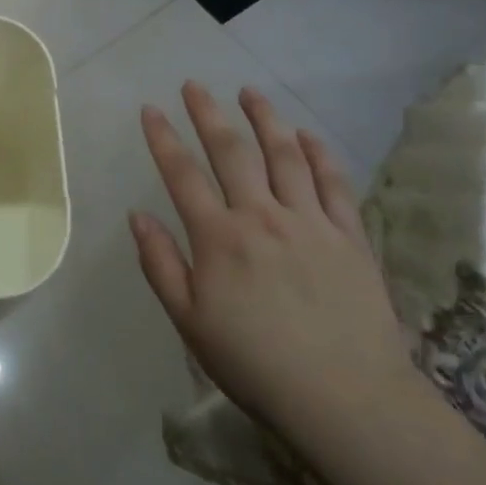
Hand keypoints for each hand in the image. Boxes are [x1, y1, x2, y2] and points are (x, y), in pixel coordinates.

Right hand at [131, 83, 422, 464]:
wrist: (346, 399)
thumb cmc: (255, 365)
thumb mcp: (190, 323)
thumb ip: (161, 264)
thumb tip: (137, 215)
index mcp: (219, 238)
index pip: (182, 174)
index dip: (163, 138)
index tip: (150, 109)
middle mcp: (262, 217)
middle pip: (232, 151)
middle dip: (208, 113)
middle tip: (194, 85)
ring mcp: (309, 221)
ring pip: (284, 155)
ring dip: (264, 119)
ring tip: (249, 92)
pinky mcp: (349, 235)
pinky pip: (333, 182)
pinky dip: (318, 153)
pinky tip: (306, 135)